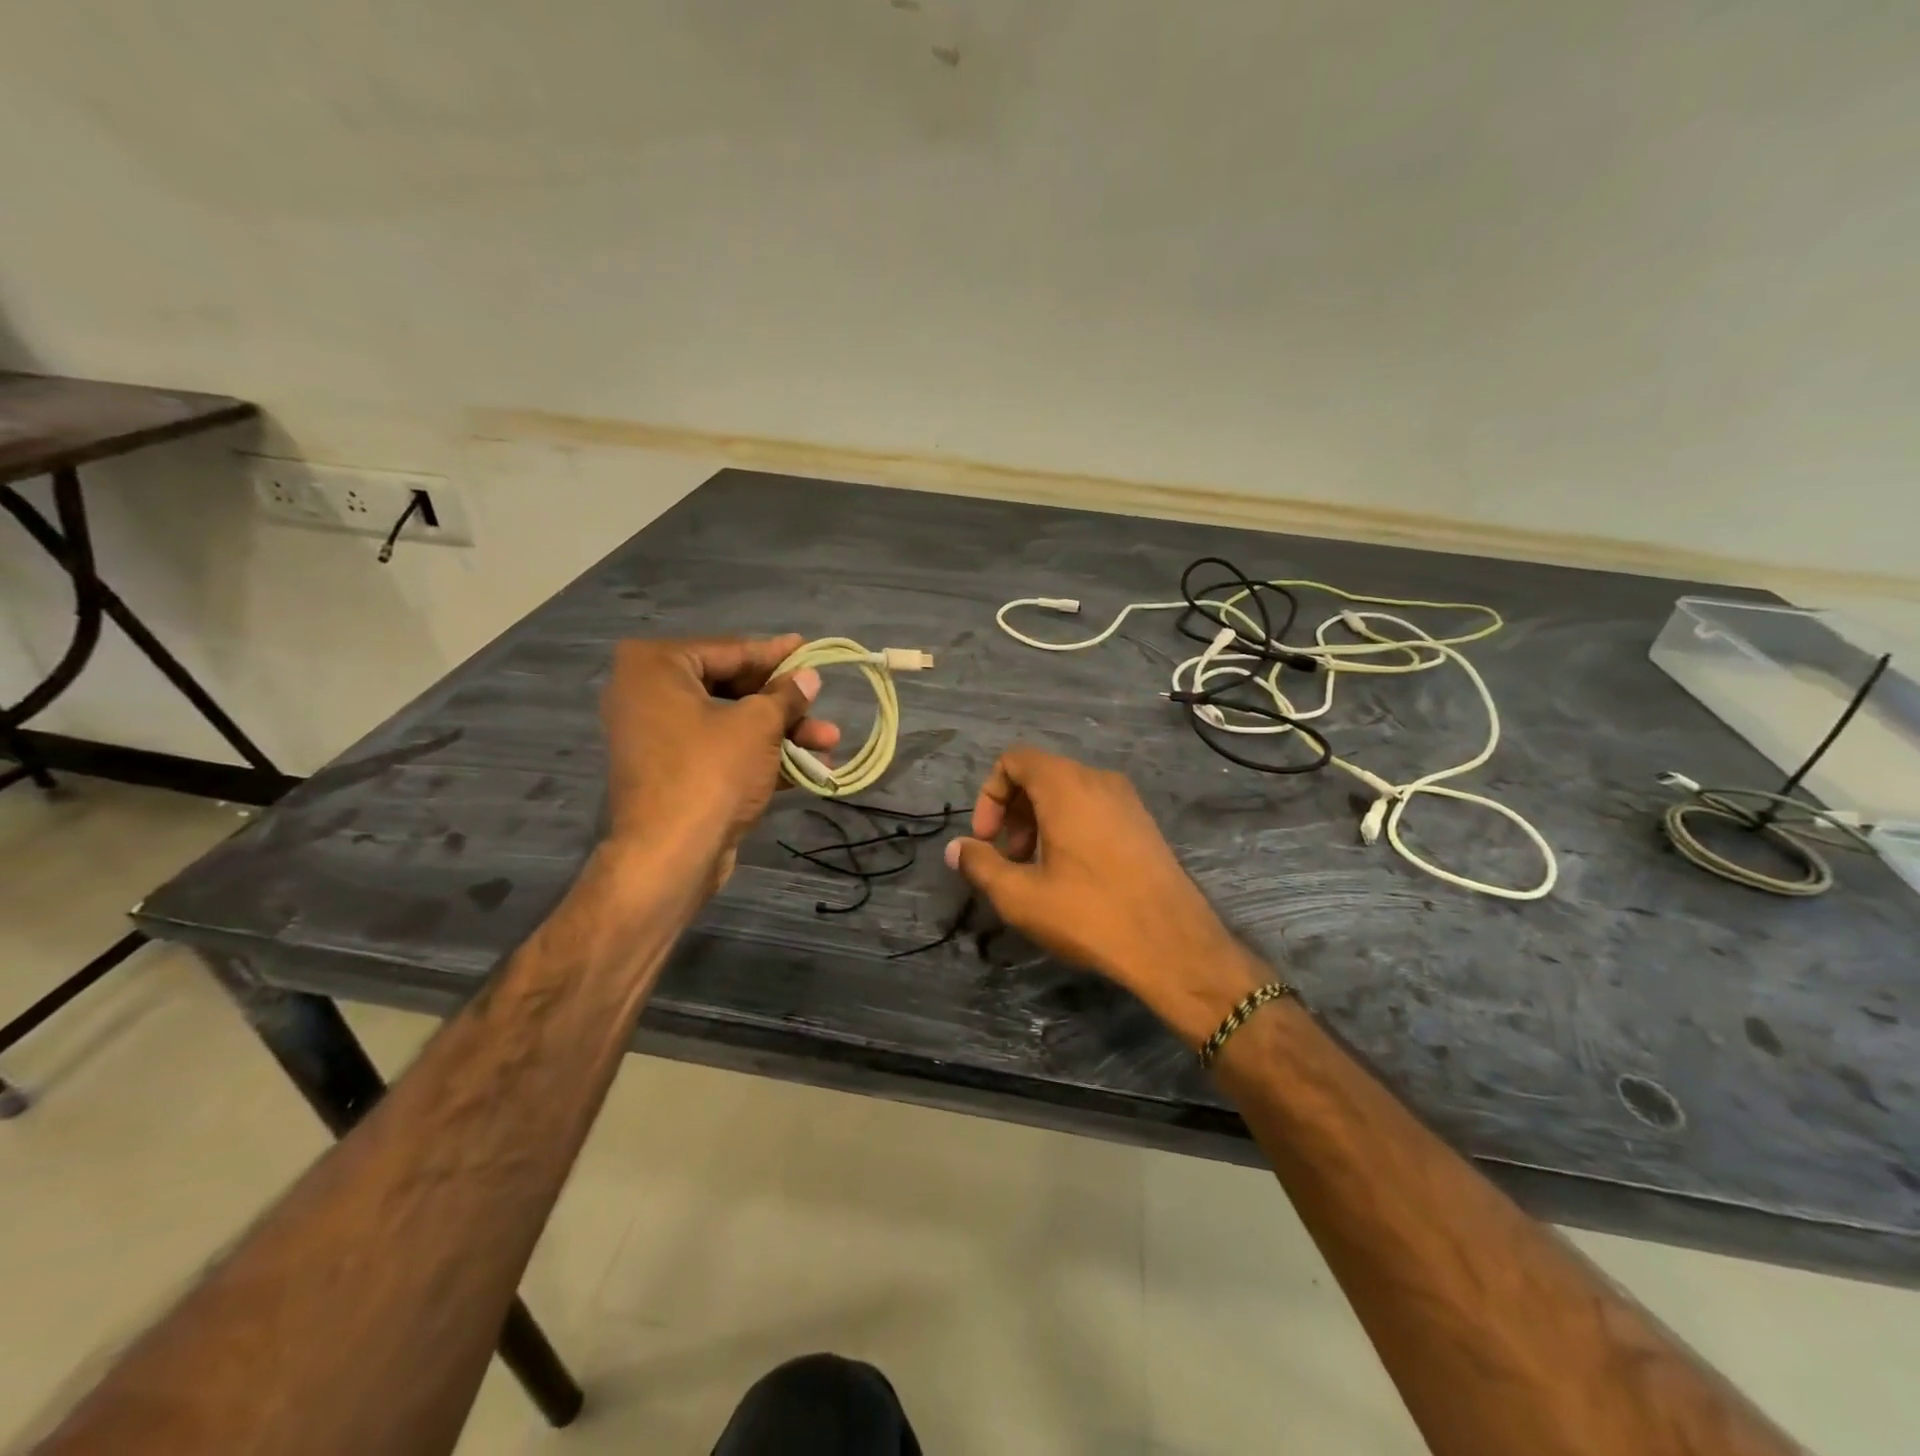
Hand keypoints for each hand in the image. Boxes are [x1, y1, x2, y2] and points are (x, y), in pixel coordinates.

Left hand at [601, 635, 839, 890]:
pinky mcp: (671, 773)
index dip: (775, 654)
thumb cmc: (711, 772)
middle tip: (820, 703)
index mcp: (655, 666)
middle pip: (731, 688)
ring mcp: (657, 737)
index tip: (808, 648)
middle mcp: (647, 694)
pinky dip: (759, 756)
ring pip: (731, 723)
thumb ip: (785, 696)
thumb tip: (808, 677)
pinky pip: (720, 751)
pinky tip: (807, 767)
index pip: (729, 651)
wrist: (669, 856)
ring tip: (829, 742)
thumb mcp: (758, 726)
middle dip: (783, 703)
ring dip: (781, 733)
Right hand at [945, 746, 1264, 1048]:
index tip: (985, 838)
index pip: (1014, 759)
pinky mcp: (1143, 823)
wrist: (1173, 945)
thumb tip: (955, 848)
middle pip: (1040, 774)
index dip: (989, 794)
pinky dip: (1069, 826)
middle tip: (1008, 857)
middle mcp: (1098, 779)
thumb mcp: (1021, 896)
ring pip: (1068, 792)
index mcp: (1066, 785)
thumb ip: (980, 865)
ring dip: (1039, 821)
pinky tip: (1070, 874)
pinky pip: (1093, 808)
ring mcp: (1127, 800)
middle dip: (1012, 811)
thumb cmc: (1089, 914)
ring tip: (1035, 869)